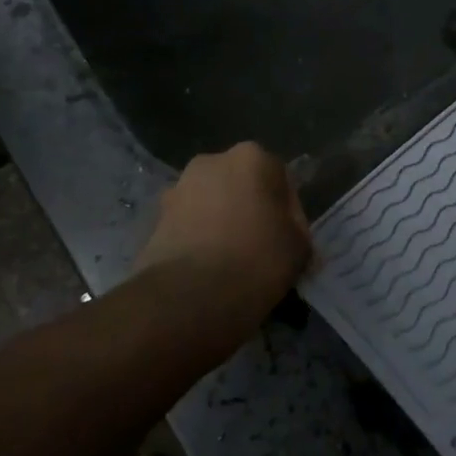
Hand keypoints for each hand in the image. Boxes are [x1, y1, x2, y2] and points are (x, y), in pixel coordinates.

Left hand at [137, 143, 311, 315]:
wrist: (188, 297)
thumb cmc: (256, 261)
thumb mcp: (299, 248)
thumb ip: (297, 231)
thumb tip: (288, 236)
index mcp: (253, 157)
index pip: (282, 181)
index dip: (290, 213)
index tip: (290, 242)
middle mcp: (212, 161)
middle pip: (243, 186)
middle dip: (251, 211)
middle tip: (262, 248)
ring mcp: (178, 188)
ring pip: (213, 204)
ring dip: (223, 223)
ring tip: (232, 263)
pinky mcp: (155, 218)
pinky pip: (189, 225)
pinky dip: (199, 240)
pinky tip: (208, 270)